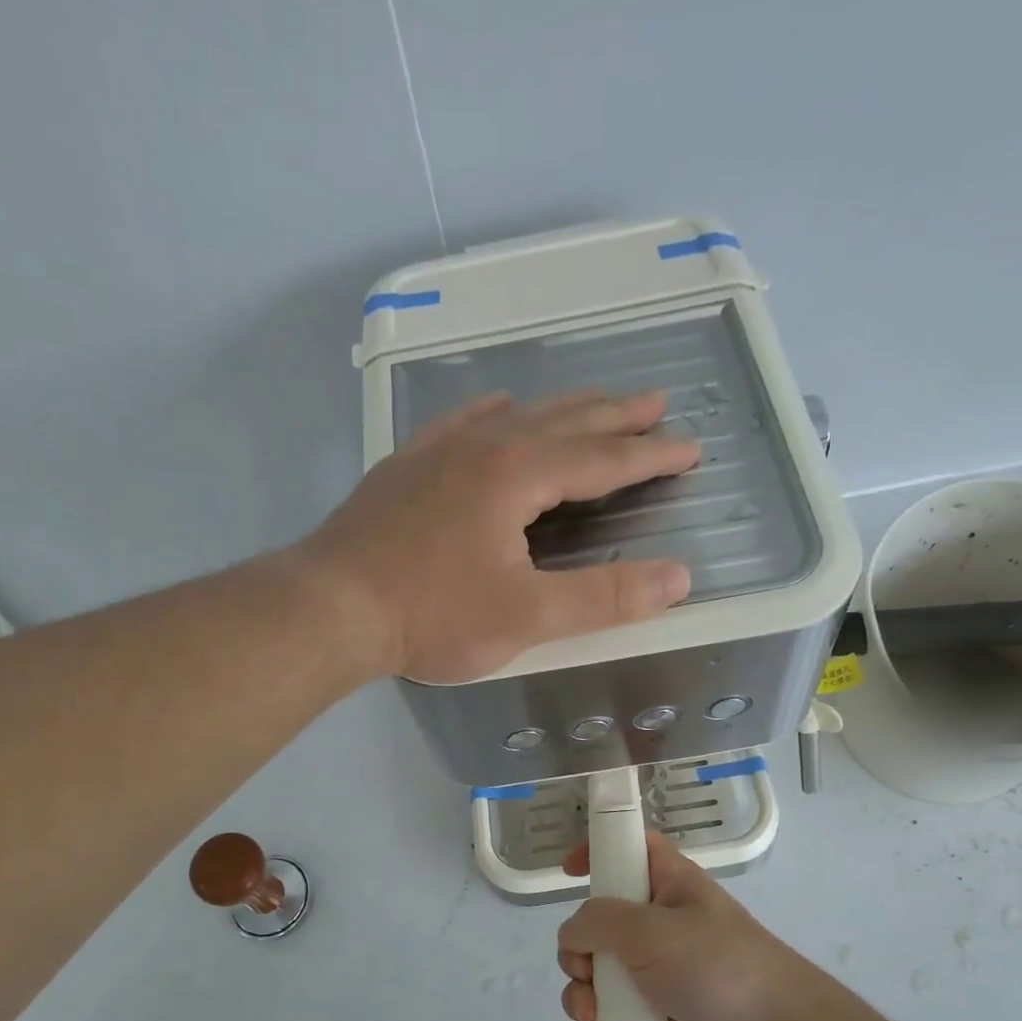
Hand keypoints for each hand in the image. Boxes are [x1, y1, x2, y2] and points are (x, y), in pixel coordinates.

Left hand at [301, 390, 697, 682]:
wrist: (331, 606)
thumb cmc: (433, 615)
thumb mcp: (527, 617)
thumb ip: (604, 597)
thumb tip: (677, 578)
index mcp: (518, 475)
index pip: (602, 458)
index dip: (650, 455)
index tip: (689, 447)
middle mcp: (483, 447)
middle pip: (564, 422)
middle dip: (616, 416)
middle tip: (656, 403)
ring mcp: (438, 451)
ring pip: (516, 416)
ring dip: (563, 411)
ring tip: (593, 405)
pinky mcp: (406, 467)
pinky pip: (462, 422)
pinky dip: (494, 414)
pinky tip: (497, 409)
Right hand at [556, 831, 826, 1020]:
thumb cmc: (715, 964)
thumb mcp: (650, 930)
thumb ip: (597, 922)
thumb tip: (573, 937)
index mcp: (667, 883)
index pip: (629, 848)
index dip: (598, 849)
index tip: (568, 871)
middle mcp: (657, 921)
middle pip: (596, 921)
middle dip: (576, 952)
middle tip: (586, 971)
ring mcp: (655, 969)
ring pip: (596, 973)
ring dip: (581, 996)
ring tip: (592, 1017)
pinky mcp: (656, 1011)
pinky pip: (611, 1012)